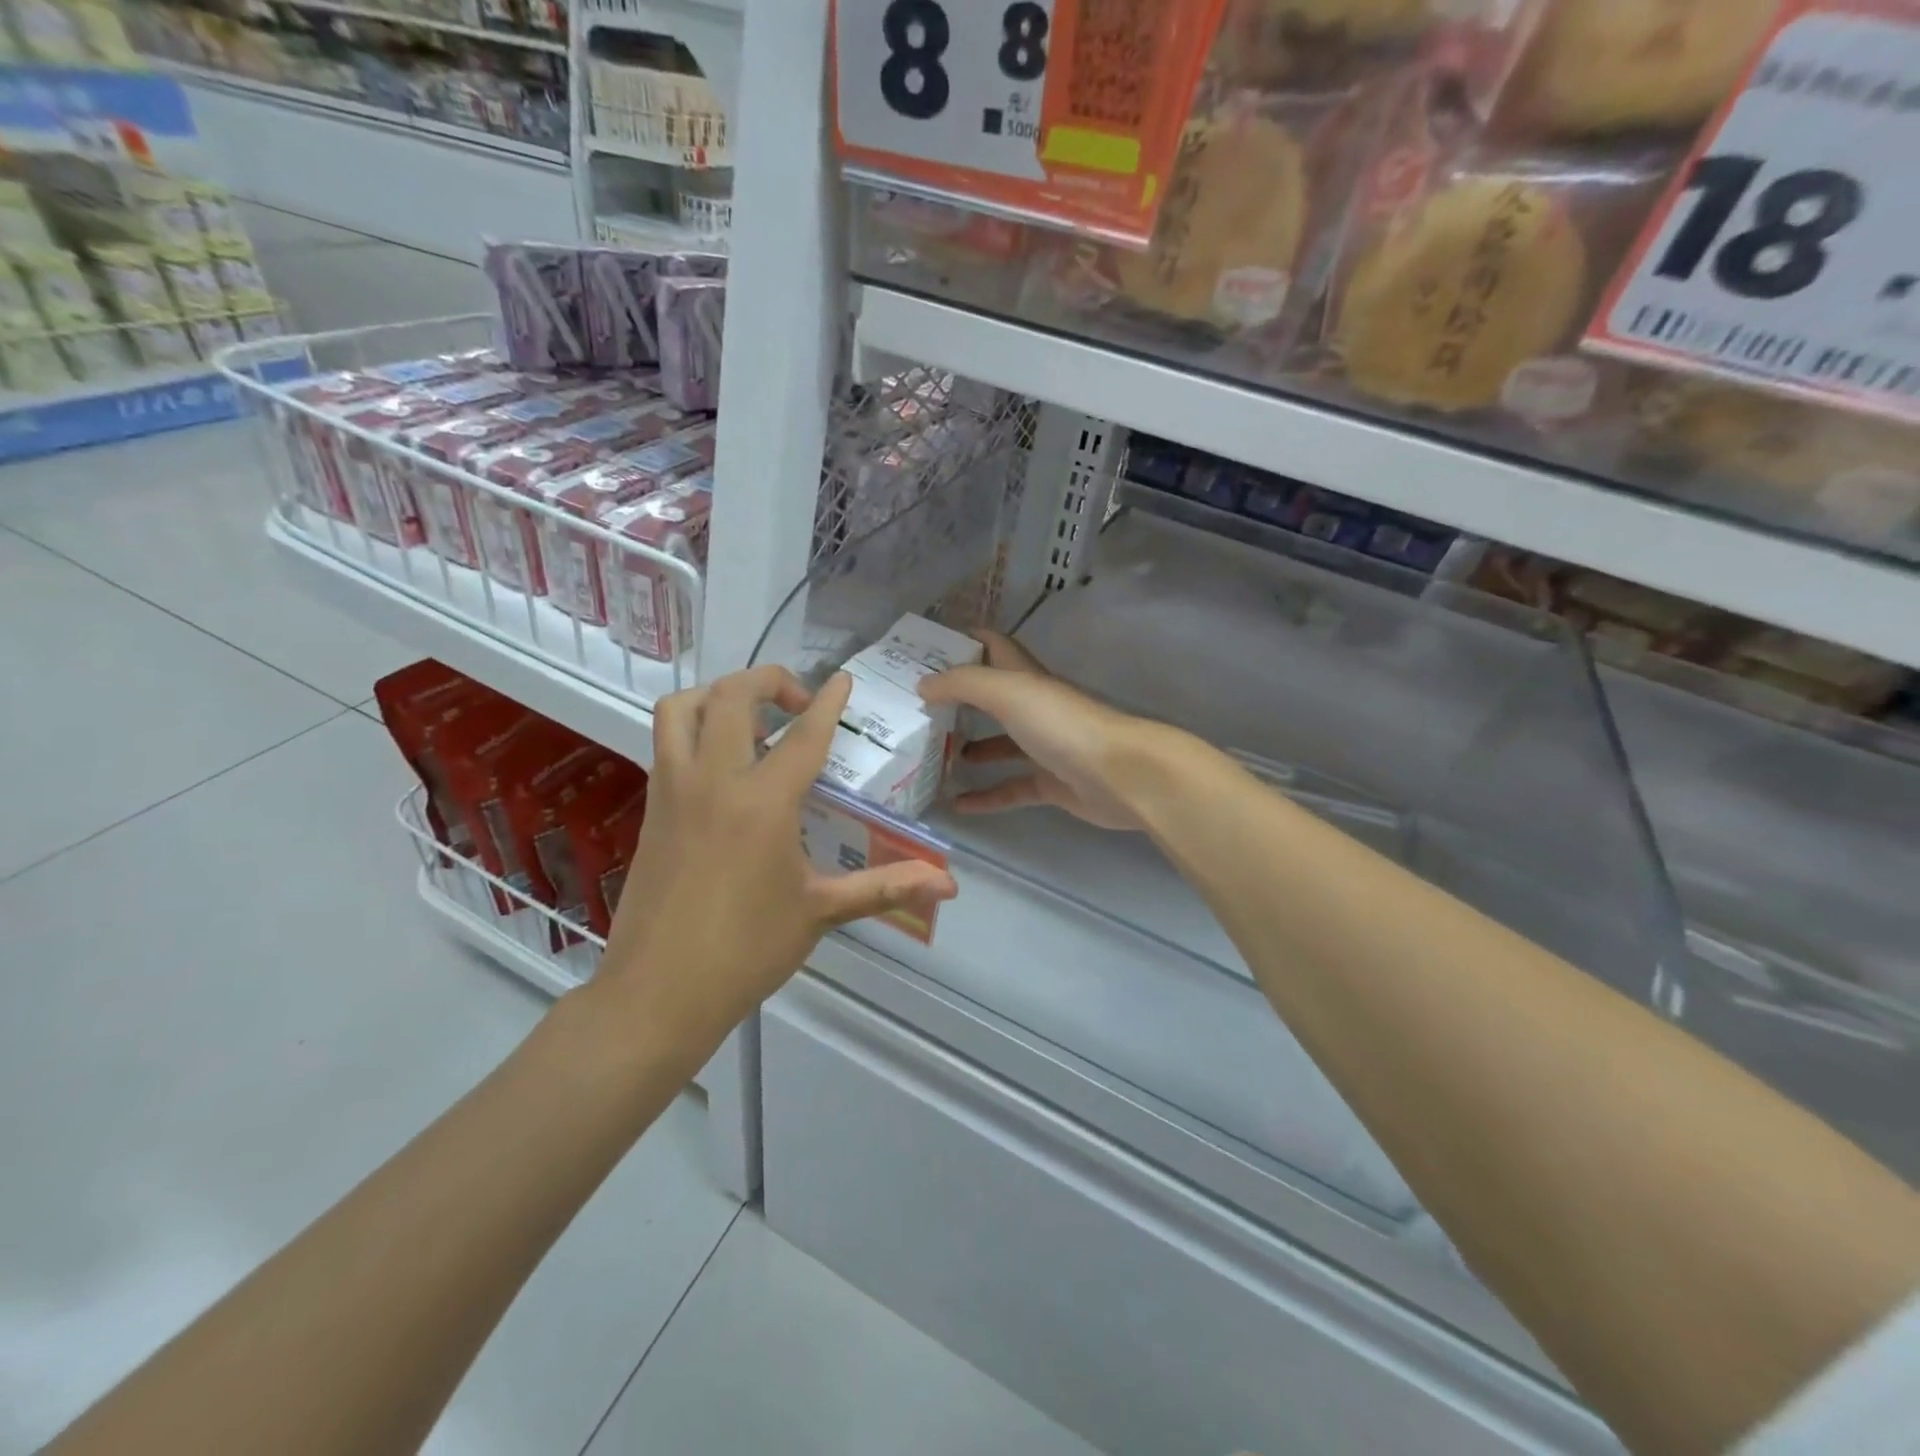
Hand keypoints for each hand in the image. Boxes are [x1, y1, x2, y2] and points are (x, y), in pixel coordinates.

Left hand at [593, 666, 957, 1058]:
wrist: (657, 993)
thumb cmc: (746, 950)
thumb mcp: (821, 912)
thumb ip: (886, 886)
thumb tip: (948, 885)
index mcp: (762, 802)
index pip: (804, 735)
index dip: (828, 702)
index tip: (843, 680)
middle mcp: (713, 781)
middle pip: (731, 696)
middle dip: (769, 681)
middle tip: (798, 704)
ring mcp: (672, 791)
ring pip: (681, 709)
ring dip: (717, 696)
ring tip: (750, 722)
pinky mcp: (651, 809)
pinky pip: (665, 744)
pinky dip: (693, 730)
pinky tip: (722, 767)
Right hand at [918, 631, 1168, 831]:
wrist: (1119, 775)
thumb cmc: (1062, 725)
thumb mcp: (1007, 693)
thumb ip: (963, 684)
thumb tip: (923, 684)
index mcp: (1026, 678)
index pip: (993, 647)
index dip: (964, 642)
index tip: (926, 649)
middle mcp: (1034, 708)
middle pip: (991, 698)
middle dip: (957, 701)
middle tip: (917, 710)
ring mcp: (1044, 747)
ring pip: (999, 745)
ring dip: (968, 749)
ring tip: (932, 756)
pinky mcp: (1050, 783)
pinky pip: (1011, 788)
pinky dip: (986, 796)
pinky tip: (957, 805)